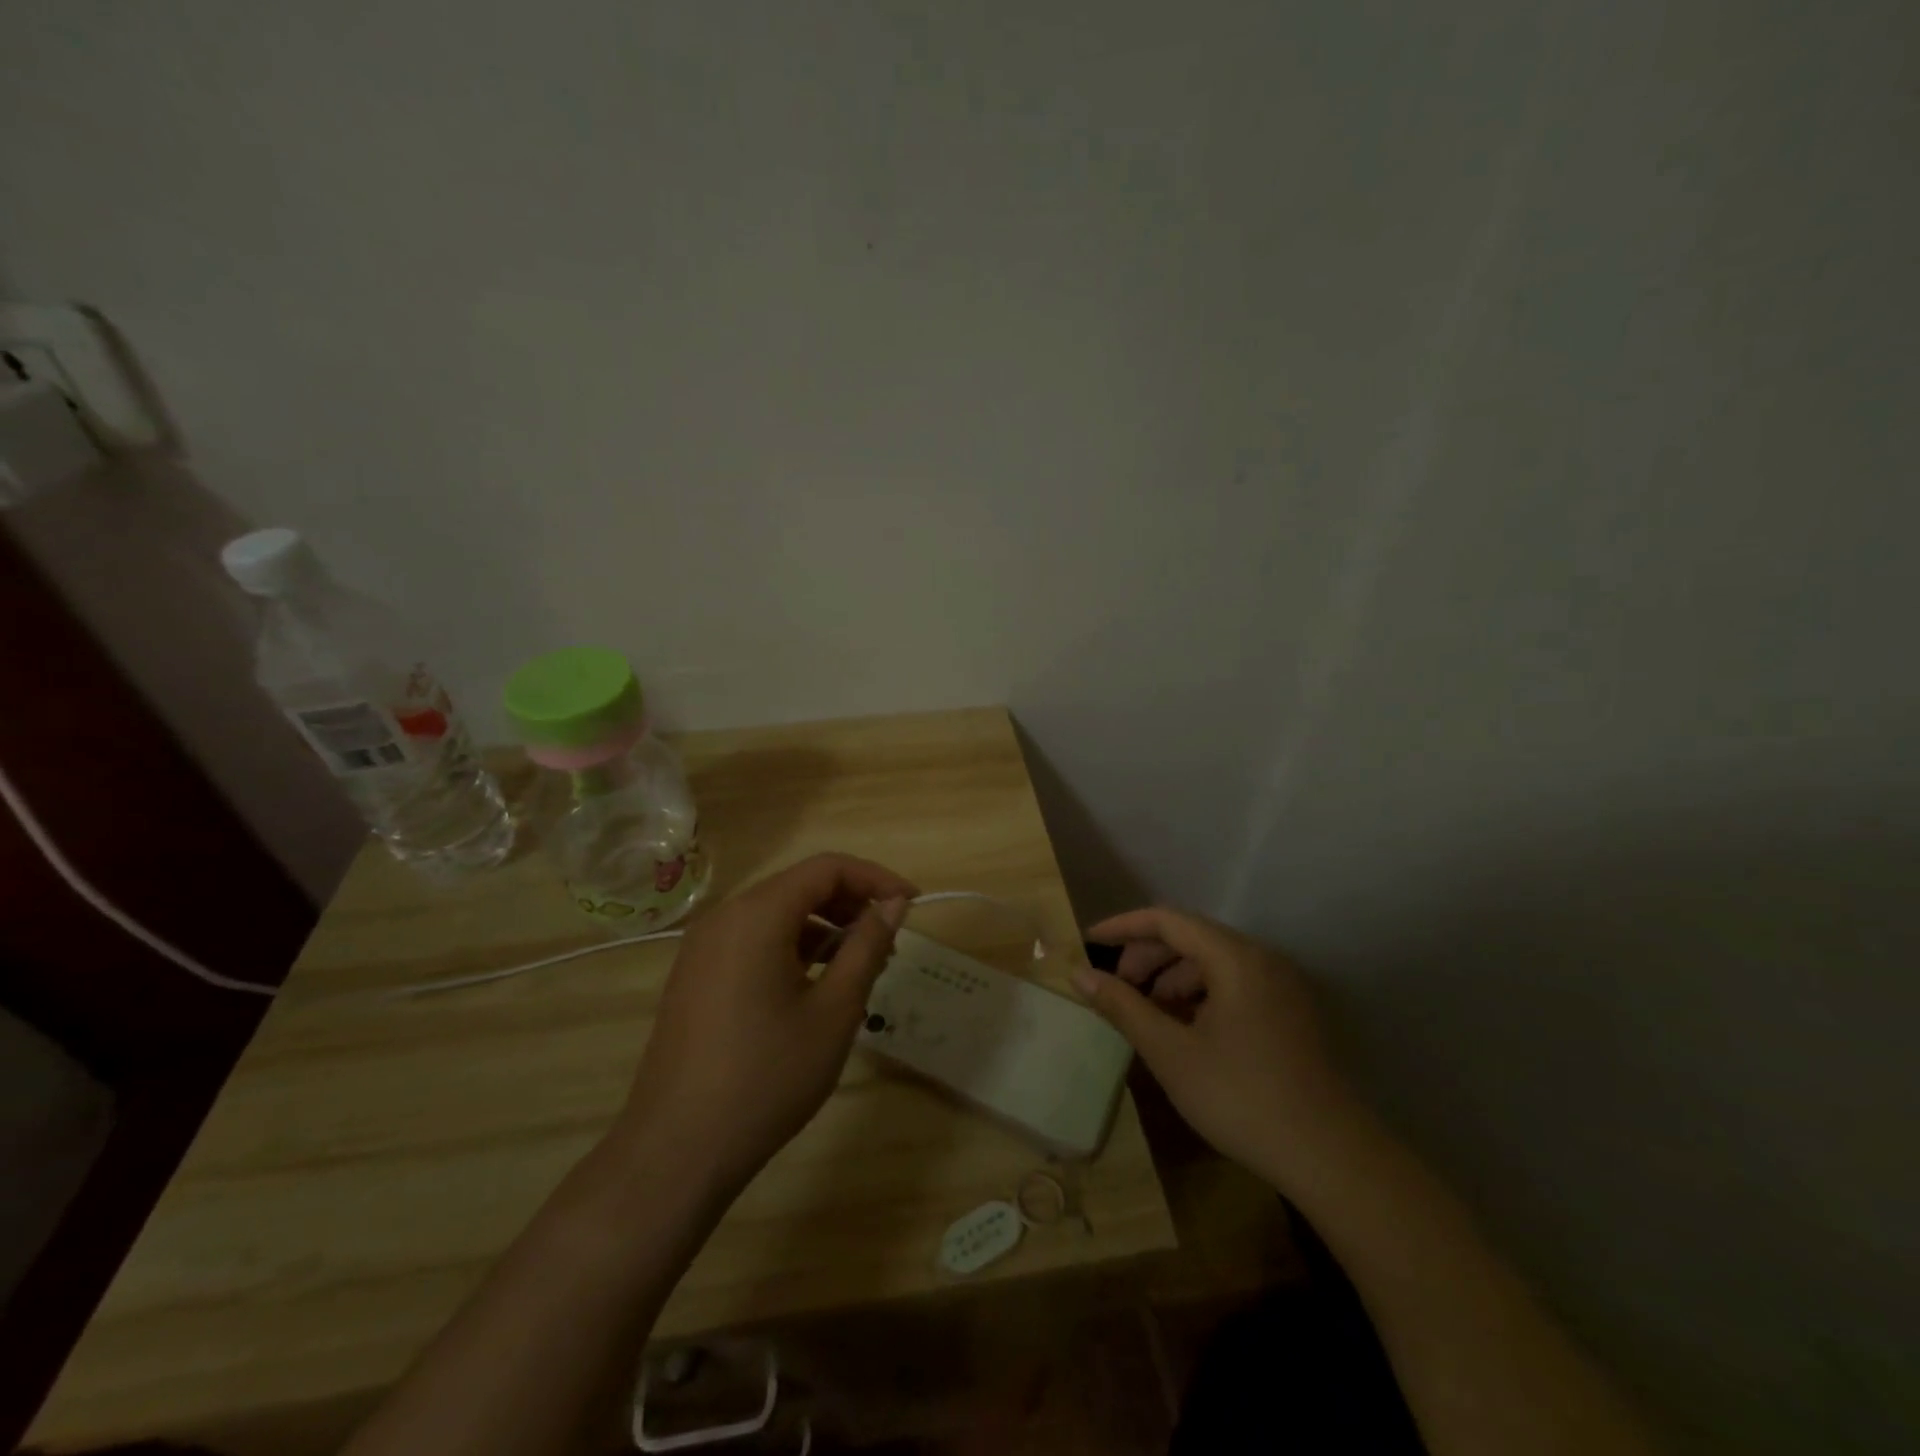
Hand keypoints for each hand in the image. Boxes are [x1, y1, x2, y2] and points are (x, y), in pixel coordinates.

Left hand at [611, 853, 917, 1195]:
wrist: (677, 1150)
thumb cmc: (767, 1076)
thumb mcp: (834, 1010)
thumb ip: (867, 946)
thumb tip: (894, 903)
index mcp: (757, 914)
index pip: (827, 867)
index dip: (876, 878)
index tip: (912, 905)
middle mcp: (725, 917)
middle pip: (799, 885)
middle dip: (850, 903)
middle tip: (888, 942)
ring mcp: (703, 947)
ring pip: (776, 914)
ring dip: (823, 927)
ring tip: (857, 968)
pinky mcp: (695, 976)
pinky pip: (753, 940)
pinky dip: (792, 947)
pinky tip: (813, 987)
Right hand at [1072, 906, 1361, 1192]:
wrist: (1332, 1158)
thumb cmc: (1241, 1097)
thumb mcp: (1170, 1052)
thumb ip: (1123, 1007)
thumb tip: (1080, 975)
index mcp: (1235, 958)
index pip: (1168, 920)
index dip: (1124, 927)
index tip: (1088, 942)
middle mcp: (1262, 959)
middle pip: (1191, 938)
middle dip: (1147, 957)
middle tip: (1116, 988)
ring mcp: (1281, 986)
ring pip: (1213, 963)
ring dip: (1173, 979)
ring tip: (1149, 1015)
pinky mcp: (1290, 1014)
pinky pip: (1234, 986)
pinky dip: (1201, 997)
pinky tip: (1186, 1031)